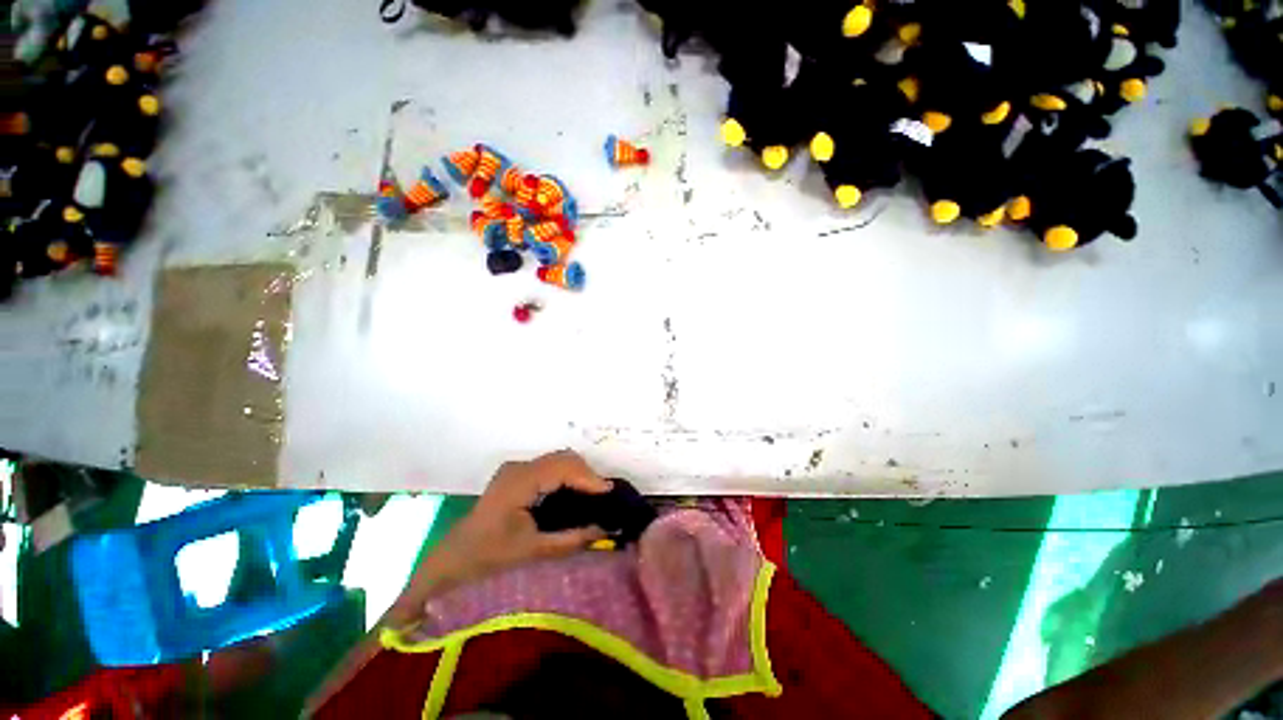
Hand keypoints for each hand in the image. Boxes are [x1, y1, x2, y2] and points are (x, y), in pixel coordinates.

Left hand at [444, 450, 611, 577]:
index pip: (563, 468)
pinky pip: (551, 467)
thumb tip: (603, 530)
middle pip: (563, 458)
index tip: (609, 492)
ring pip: (558, 460)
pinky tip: (575, 492)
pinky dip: (567, 475)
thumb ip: (570, 539)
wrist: (454, 560)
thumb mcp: (533, 551)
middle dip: (586, 473)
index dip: (588, 477)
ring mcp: (517, 469)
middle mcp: (519, 467)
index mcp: (520, 481)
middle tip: (603, 496)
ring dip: (578, 473)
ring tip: (593, 494)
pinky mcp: (518, 475)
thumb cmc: (489, 557)